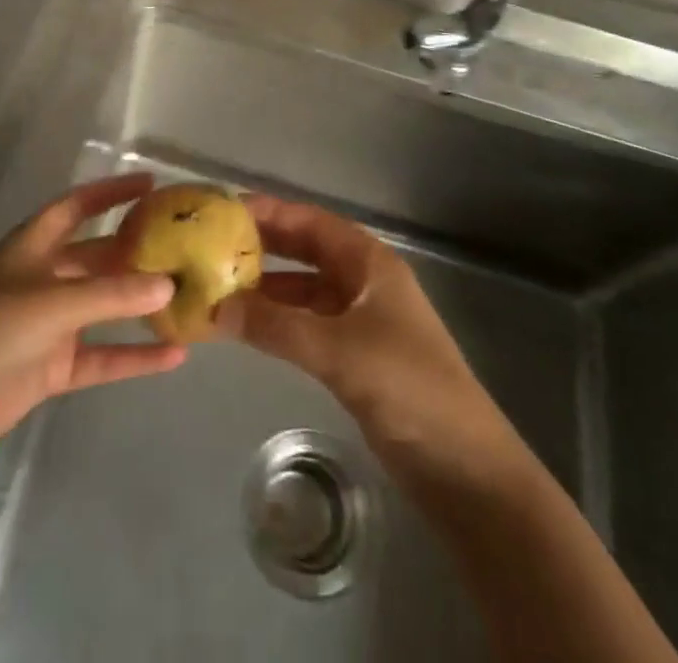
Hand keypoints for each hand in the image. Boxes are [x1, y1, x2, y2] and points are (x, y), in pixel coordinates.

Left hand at [0, 173, 184, 468]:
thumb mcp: (50, 302)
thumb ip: (110, 294)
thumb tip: (168, 284)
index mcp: (33, 246)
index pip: (77, 206)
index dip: (111, 192)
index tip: (151, 184)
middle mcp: (44, 278)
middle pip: (97, 256)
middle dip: (136, 250)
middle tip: (186, 245)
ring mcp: (48, 325)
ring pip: (104, 307)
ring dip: (140, 305)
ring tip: (189, 298)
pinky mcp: (51, 368)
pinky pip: (101, 356)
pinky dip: (133, 357)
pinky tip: (173, 358)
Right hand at [218, 195, 495, 447]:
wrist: (465, 467)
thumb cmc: (408, 387)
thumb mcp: (338, 351)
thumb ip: (277, 327)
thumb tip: (216, 308)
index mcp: (369, 263)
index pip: (311, 221)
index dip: (270, 212)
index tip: (224, 210)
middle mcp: (364, 281)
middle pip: (307, 250)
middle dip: (264, 246)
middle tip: (213, 245)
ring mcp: (361, 319)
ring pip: (305, 290)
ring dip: (267, 288)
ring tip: (219, 287)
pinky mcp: (356, 355)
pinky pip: (308, 324)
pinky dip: (279, 322)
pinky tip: (249, 329)